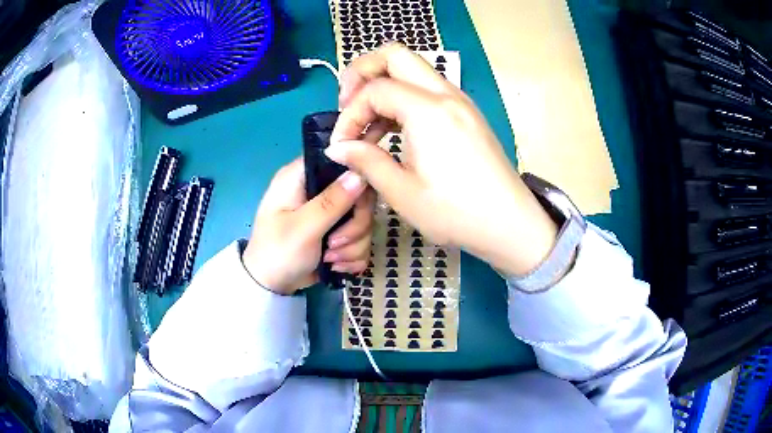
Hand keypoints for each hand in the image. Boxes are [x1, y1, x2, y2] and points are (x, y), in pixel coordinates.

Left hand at [243, 158, 374, 294]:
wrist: (271, 287)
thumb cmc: (278, 253)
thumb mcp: (303, 228)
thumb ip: (333, 201)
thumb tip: (361, 174)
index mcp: (301, 177)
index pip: (340, 161)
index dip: (355, 178)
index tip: (357, 203)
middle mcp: (317, 189)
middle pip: (359, 194)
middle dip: (354, 225)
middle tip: (335, 243)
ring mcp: (329, 211)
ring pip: (363, 219)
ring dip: (353, 245)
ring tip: (331, 259)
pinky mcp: (337, 231)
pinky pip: (360, 237)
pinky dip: (352, 254)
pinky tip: (336, 265)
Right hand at [327, 43, 557, 275]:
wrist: (509, 223)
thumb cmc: (456, 213)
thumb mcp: (402, 192)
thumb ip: (365, 161)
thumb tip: (338, 147)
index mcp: (428, 111)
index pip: (375, 90)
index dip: (349, 114)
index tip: (342, 145)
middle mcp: (446, 95)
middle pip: (395, 55)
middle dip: (363, 73)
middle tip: (347, 104)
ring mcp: (459, 101)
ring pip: (413, 69)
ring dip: (384, 86)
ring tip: (368, 126)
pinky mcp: (466, 113)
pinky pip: (427, 90)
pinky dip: (403, 99)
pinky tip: (394, 131)